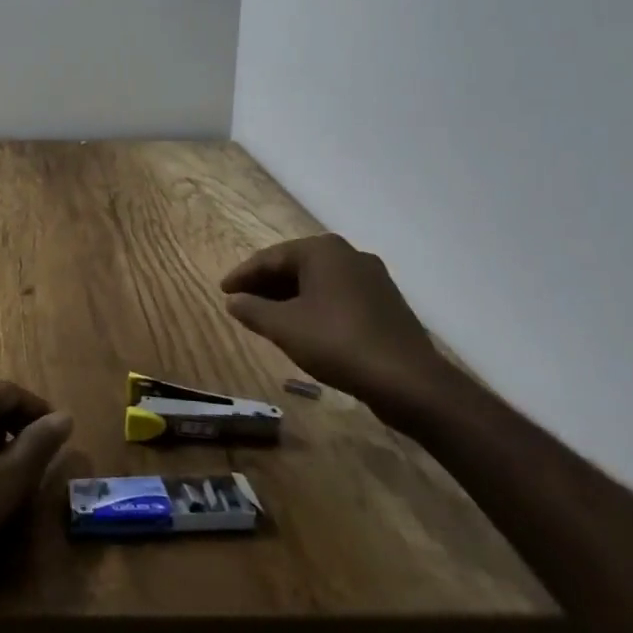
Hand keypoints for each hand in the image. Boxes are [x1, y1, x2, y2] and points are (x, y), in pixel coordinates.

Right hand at [220, 234, 451, 415]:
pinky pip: (338, 296)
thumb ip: (252, 310)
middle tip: (242, 302)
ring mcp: (372, 278)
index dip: (243, 276)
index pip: (270, 258)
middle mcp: (348, 254)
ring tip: (268, 316)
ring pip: (318, 282)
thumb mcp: (284, 327)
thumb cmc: (337, 343)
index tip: (223, 291)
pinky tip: (305, 326)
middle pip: (295, 266)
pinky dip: (315, 306)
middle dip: (267, 285)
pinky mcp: (386, 303)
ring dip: (290, 297)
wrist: (409, 381)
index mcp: (321, 250)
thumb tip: (233, 300)